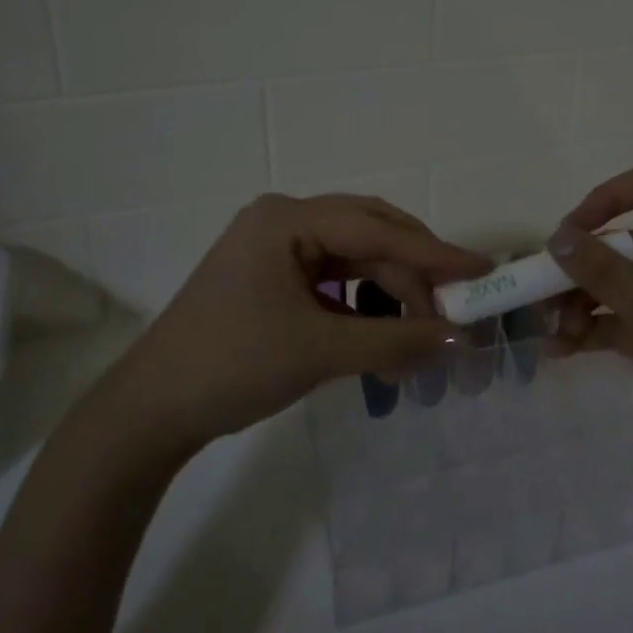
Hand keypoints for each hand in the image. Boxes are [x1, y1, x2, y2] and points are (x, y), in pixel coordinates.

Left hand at [91, 193, 489, 465]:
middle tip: (455, 309)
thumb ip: (395, 341)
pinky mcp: (274, 278)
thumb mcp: (320, 352)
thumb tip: (460, 340)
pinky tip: (383, 338)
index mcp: (286, 219)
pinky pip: (335, 282)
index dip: (434, 253)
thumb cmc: (232, 366)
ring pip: (355, 261)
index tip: (482, 271)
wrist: (150, 413)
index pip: (377, 229)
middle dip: (414, 275)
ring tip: (419, 339)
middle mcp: (283, 221)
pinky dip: (364, 309)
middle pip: (369, 236)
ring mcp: (277, 249)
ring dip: (391, 297)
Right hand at [543, 164, 632, 493]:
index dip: (603, 199)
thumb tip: (558, 236)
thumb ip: (604, 272)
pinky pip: (630, 321)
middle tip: (540, 302)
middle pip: (624, 243)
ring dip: (583, 305)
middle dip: (580, 270)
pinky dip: (600, 331)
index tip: (567, 237)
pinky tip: (564, 352)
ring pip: (622, 286)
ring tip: (550, 338)